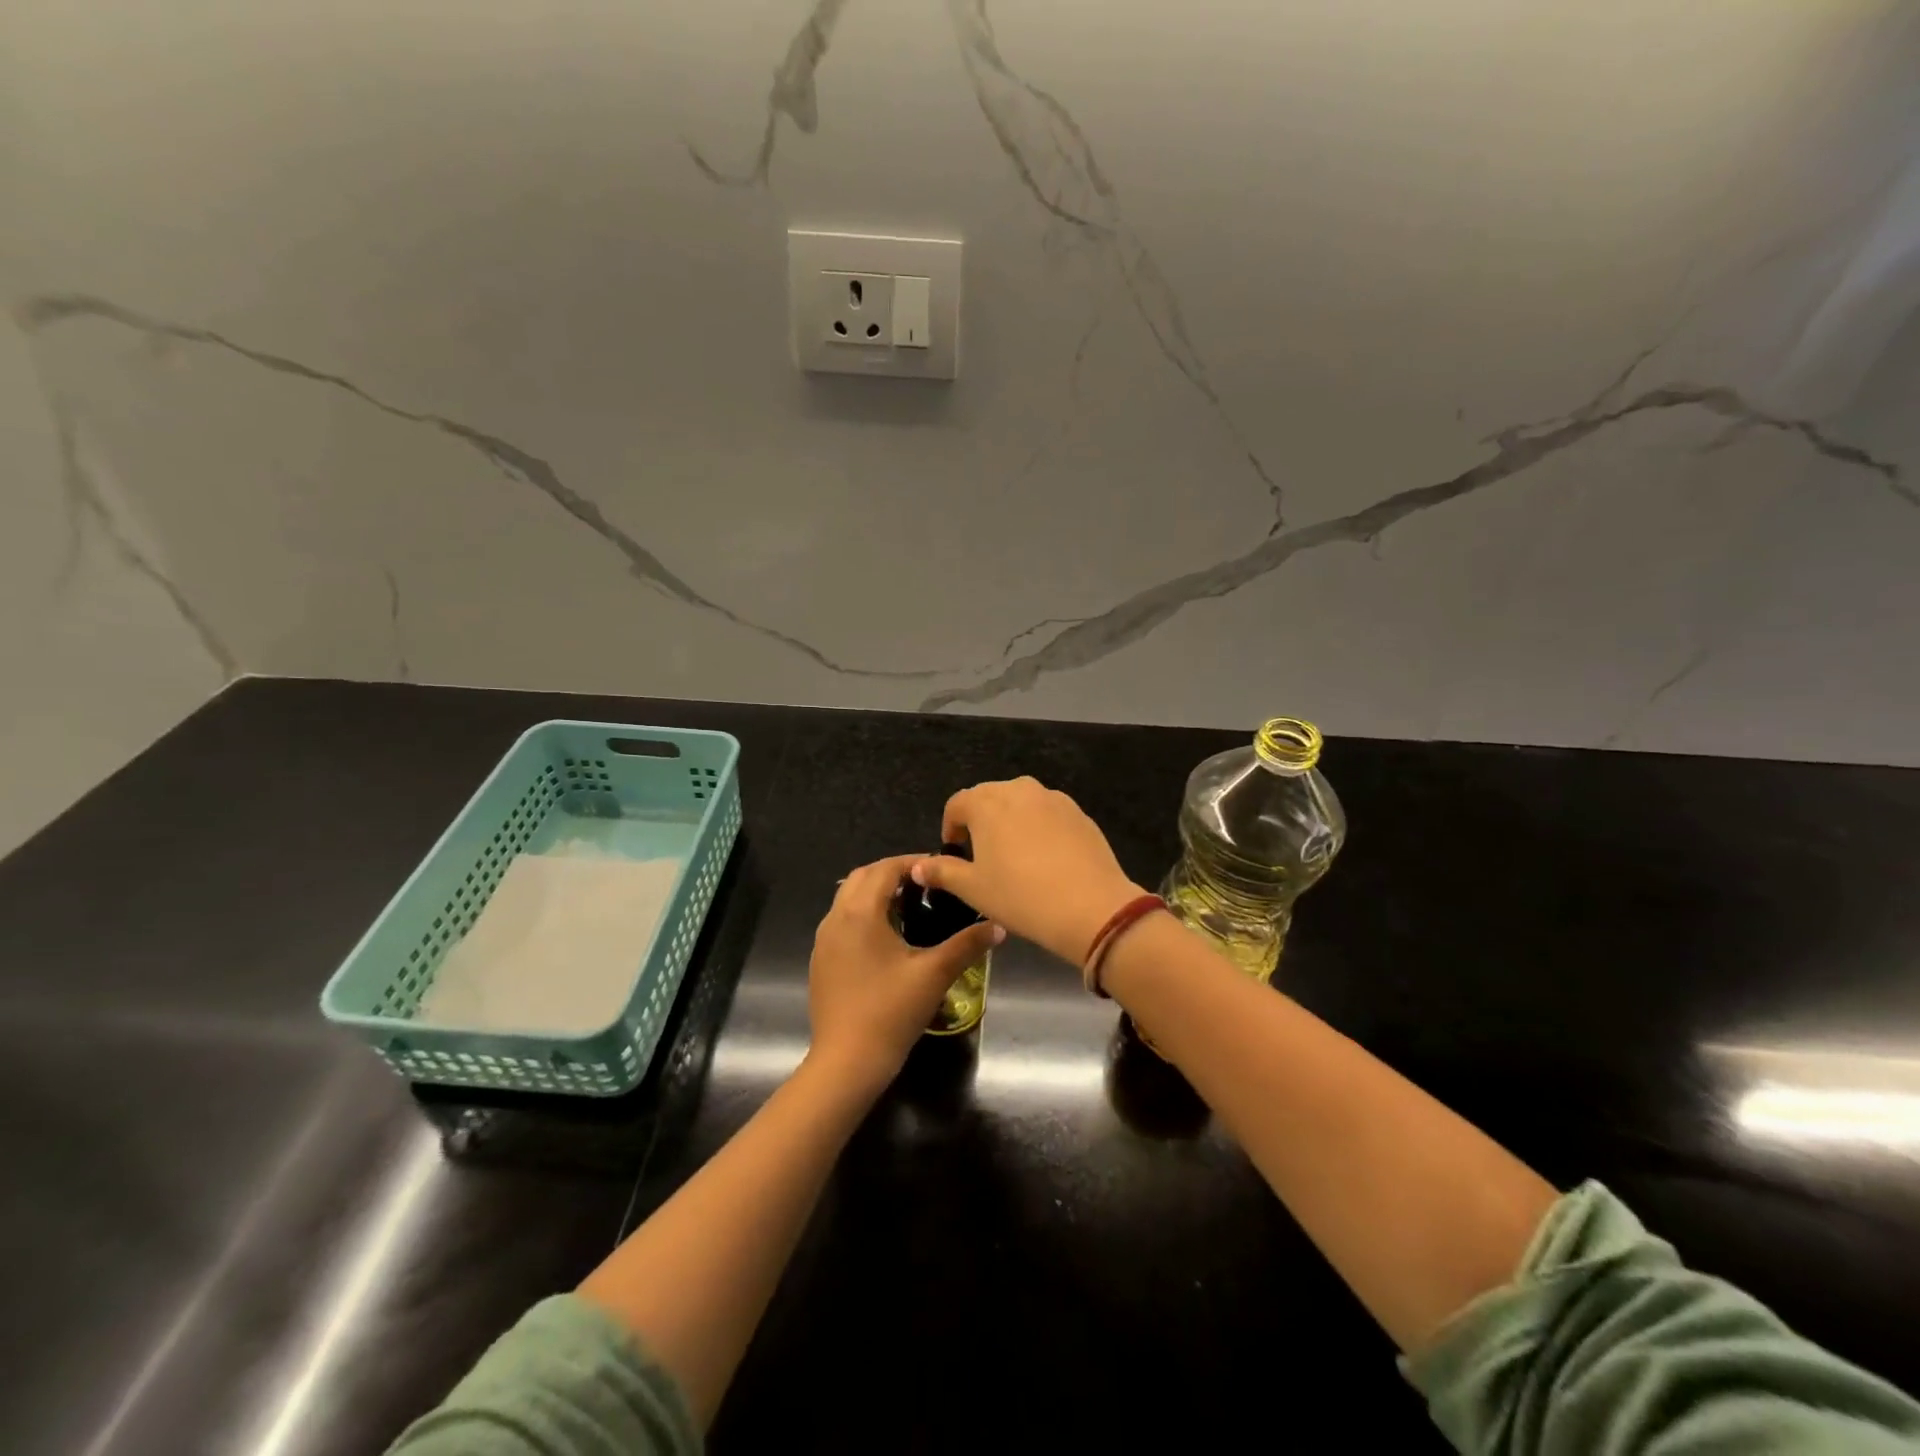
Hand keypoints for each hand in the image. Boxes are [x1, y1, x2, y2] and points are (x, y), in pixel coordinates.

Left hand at [807, 854, 1003, 1093]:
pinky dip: (862, 914)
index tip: (939, 869)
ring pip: (847, 898)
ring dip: (875, 892)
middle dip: (892, 872)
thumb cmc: (891, 1011)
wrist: (846, 1061)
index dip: (913, 862)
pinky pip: (841, 921)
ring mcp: (823, 940)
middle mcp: (836, 917)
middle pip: (862, 877)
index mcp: (861, 912)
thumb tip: (999, 927)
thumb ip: (967, 944)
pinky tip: (886, 938)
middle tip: (925, 884)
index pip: (885, 868)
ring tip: (909, 906)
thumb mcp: (934, 974)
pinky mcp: (820, 960)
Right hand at [911, 778, 1141, 966]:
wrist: (1090, 907)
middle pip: (989, 797)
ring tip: (1015, 856)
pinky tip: (1046, 860)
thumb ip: (942, 872)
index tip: (955, 853)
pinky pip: (1048, 814)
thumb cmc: (1020, 896)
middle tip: (983, 856)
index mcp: (986, 802)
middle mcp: (1018, 789)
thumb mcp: (972, 889)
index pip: (957, 804)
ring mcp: (1053, 798)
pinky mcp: (1079, 813)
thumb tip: (918, 866)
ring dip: (1011, 821)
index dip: (951, 827)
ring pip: (1021, 803)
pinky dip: (1039, 828)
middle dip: (980, 821)